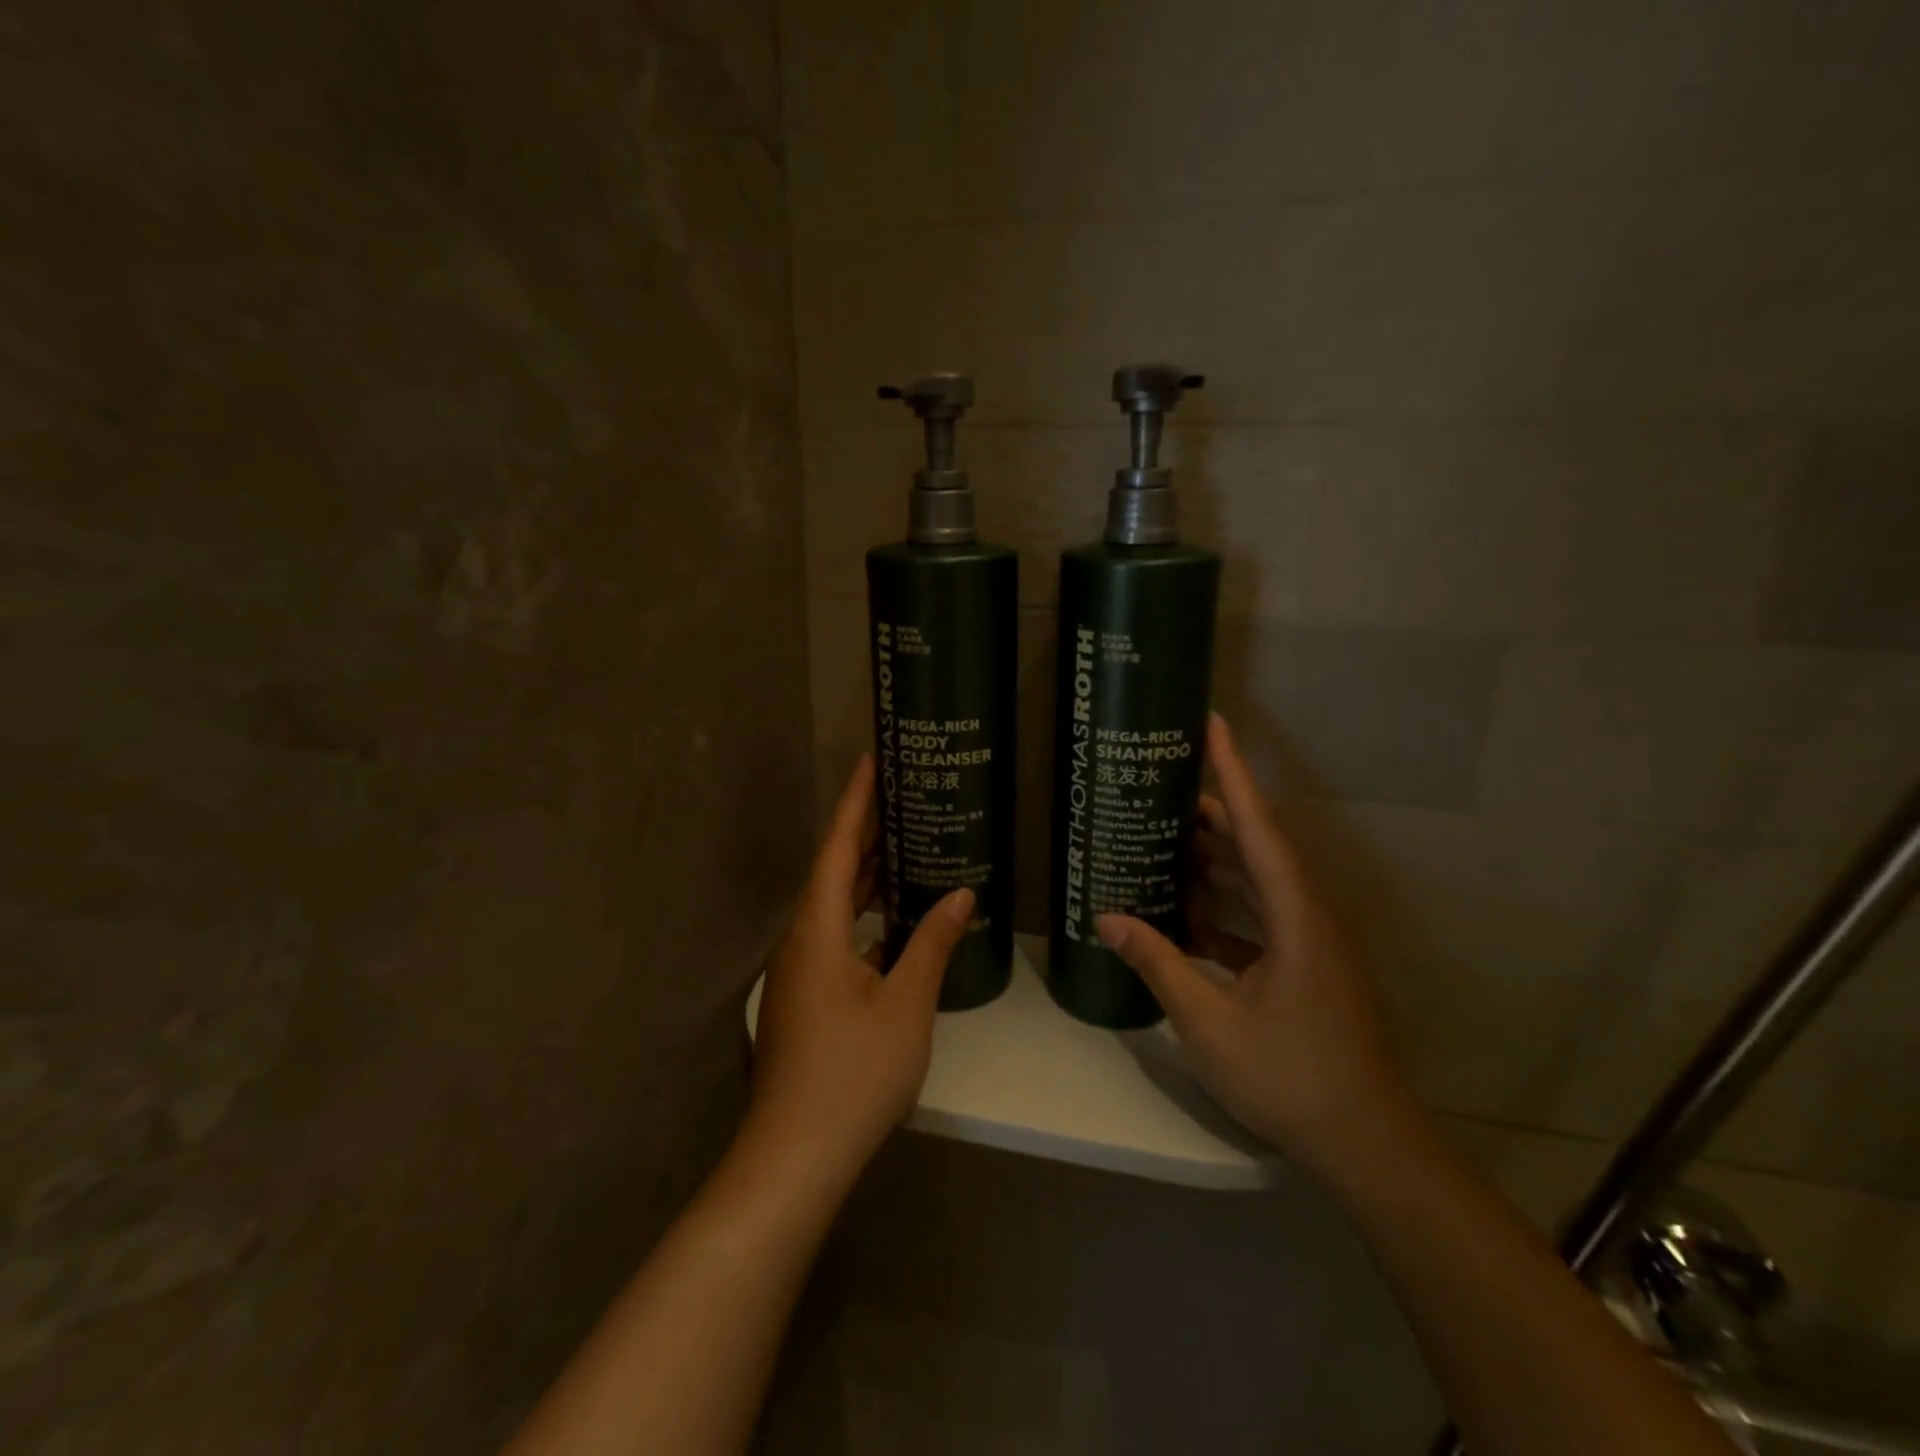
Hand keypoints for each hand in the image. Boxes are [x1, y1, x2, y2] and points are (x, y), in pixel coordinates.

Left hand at [747, 756, 972, 1191]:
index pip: (837, 846)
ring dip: (868, 876)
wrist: (795, 1155)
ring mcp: (800, 970)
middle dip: (867, 832)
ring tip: (909, 844)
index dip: (857, 800)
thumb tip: (962, 895)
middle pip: (834, 870)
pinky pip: (839, 937)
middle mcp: (802, 939)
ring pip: (836, 906)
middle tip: (905, 795)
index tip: (873, 759)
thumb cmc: (853, 1072)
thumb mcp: (906, 1003)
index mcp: (818, 928)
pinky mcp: (806, 997)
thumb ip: (932, 943)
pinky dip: (867, 917)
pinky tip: (898, 919)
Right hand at [1095, 713, 1411, 1179]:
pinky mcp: (1305, 970)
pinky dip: (1223, 910)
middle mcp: (1308, 917)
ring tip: (1166, 842)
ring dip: (1215, 864)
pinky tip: (1184, 914)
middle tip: (1164, 788)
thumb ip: (1158, 962)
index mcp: (1295, 916)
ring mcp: (1310, 945)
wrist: (1364, 1145)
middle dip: (1213, 815)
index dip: (1233, 773)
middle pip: (1258, 847)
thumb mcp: (1208, 1020)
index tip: (1213, 724)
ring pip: (1258, 884)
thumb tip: (1107, 918)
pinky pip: (1260, 920)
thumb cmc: (1289, 1076)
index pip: (1259, 826)